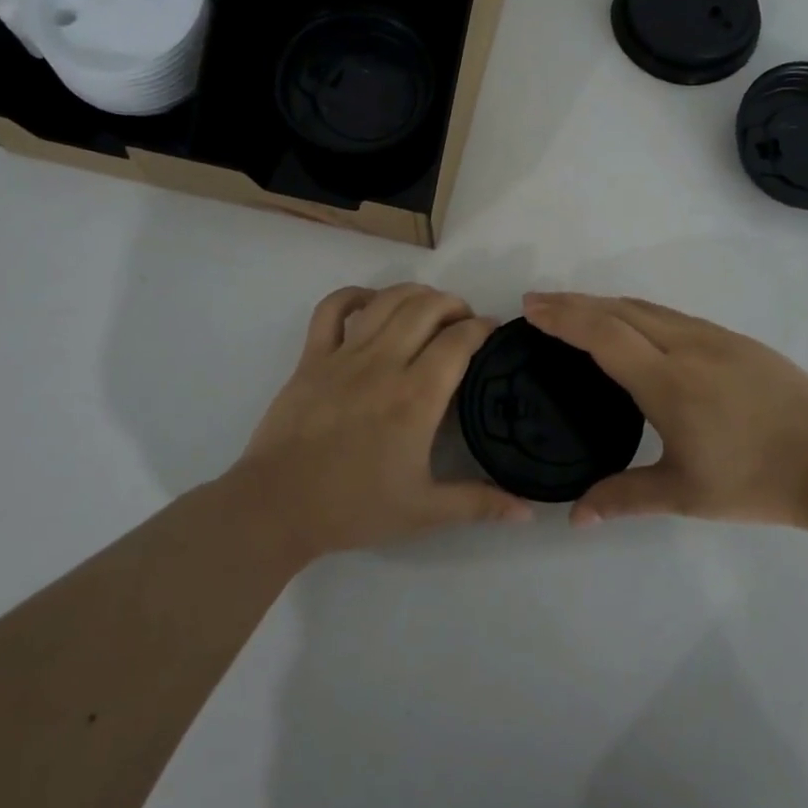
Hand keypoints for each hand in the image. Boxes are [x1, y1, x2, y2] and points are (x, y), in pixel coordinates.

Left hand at [231, 283, 533, 558]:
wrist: (278, 507)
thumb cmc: (354, 508)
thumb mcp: (424, 511)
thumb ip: (479, 504)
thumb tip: (530, 514)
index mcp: (416, 398)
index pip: (459, 341)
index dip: (482, 327)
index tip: (493, 331)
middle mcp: (384, 364)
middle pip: (426, 308)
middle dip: (454, 304)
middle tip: (464, 320)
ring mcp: (344, 355)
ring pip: (387, 301)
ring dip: (415, 293)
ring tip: (429, 306)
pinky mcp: (312, 357)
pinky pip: (332, 308)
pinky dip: (355, 295)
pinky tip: (372, 302)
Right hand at [523, 291, 807, 532]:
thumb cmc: (757, 481)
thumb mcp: (684, 495)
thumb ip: (623, 498)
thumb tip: (574, 518)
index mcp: (668, 381)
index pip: (603, 334)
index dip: (563, 317)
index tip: (529, 308)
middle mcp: (687, 346)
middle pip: (619, 310)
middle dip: (574, 302)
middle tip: (538, 304)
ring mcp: (715, 338)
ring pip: (647, 308)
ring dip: (605, 303)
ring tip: (576, 310)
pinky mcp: (736, 340)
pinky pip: (672, 315)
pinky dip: (637, 312)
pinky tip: (633, 327)